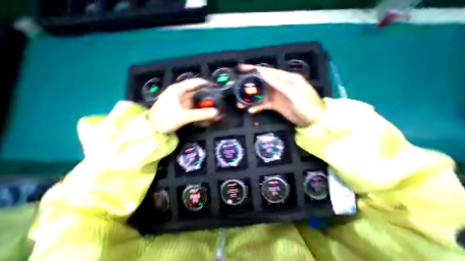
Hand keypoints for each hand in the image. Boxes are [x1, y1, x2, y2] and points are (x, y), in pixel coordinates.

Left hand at [150, 79, 219, 132]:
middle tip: (218, 104)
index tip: (217, 89)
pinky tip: (206, 118)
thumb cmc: (163, 120)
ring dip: (205, 107)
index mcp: (178, 90)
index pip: (195, 82)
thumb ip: (200, 114)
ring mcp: (181, 102)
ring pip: (197, 102)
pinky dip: (201, 113)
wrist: (151, 130)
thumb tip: (216, 113)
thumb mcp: (182, 116)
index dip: (207, 84)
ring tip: (215, 114)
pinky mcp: (182, 110)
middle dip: (208, 99)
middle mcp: (180, 94)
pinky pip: (194, 109)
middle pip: (198, 93)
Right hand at [237, 65, 324, 126]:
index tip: (242, 68)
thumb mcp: (295, 93)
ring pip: (260, 94)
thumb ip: (280, 84)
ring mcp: (276, 95)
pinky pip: (263, 104)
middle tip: (237, 89)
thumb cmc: (307, 106)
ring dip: (251, 99)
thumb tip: (264, 75)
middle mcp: (279, 85)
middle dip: (249, 85)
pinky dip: (257, 107)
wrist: (313, 121)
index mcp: (286, 78)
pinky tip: (251, 110)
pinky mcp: (275, 105)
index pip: (268, 71)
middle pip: (261, 83)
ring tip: (241, 104)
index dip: (254, 69)